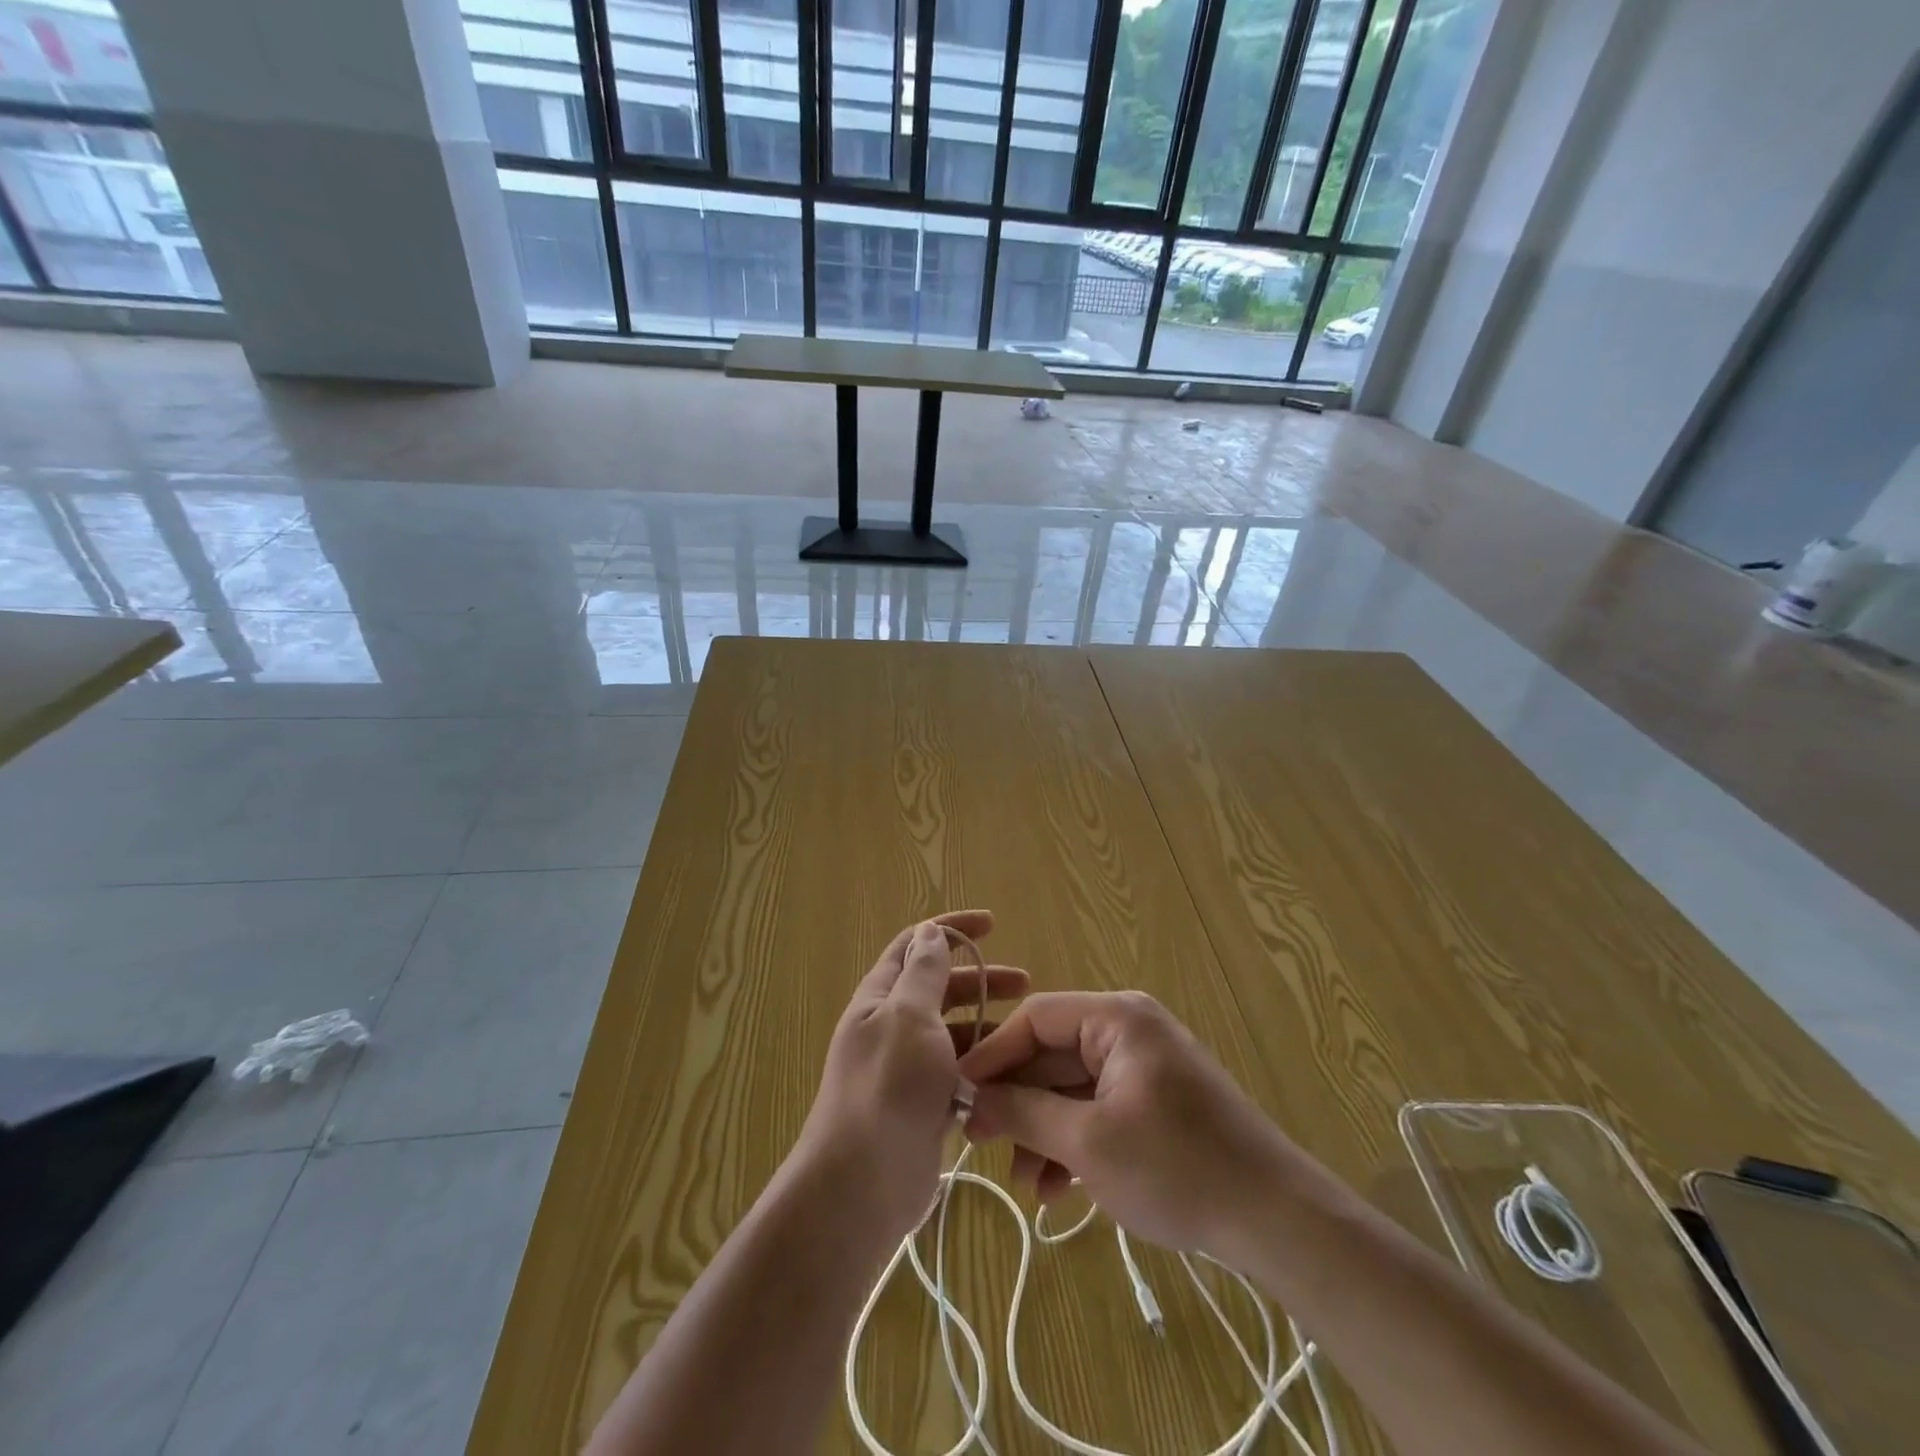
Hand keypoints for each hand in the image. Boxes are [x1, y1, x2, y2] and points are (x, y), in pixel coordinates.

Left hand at [798, 911, 1028, 1246]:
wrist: (860, 1186)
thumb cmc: (887, 1089)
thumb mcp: (908, 1018)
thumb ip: (922, 974)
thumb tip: (929, 932)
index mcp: (881, 998)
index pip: (916, 945)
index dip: (951, 929)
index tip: (992, 925)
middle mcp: (891, 1026)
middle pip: (940, 988)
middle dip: (981, 978)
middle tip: (1025, 984)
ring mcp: (907, 1068)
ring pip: (953, 1033)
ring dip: (987, 1025)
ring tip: (1025, 1034)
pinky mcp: (924, 1105)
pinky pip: (959, 1074)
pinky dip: (983, 1068)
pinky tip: (1011, 1075)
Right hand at [958, 990, 1284, 1258]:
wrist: (1275, 1219)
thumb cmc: (1176, 1167)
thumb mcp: (1088, 1142)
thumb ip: (1023, 1111)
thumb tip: (971, 1096)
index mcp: (1116, 1018)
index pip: (1036, 1018)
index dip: (993, 1054)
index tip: (957, 1092)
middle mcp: (1129, 1030)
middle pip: (1053, 1054)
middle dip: (1018, 1102)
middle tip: (980, 1142)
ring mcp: (1143, 1067)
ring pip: (1073, 1087)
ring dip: (1043, 1130)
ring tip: (1024, 1183)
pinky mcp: (1155, 1102)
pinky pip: (1098, 1108)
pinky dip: (1074, 1141)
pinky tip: (1057, 1189)